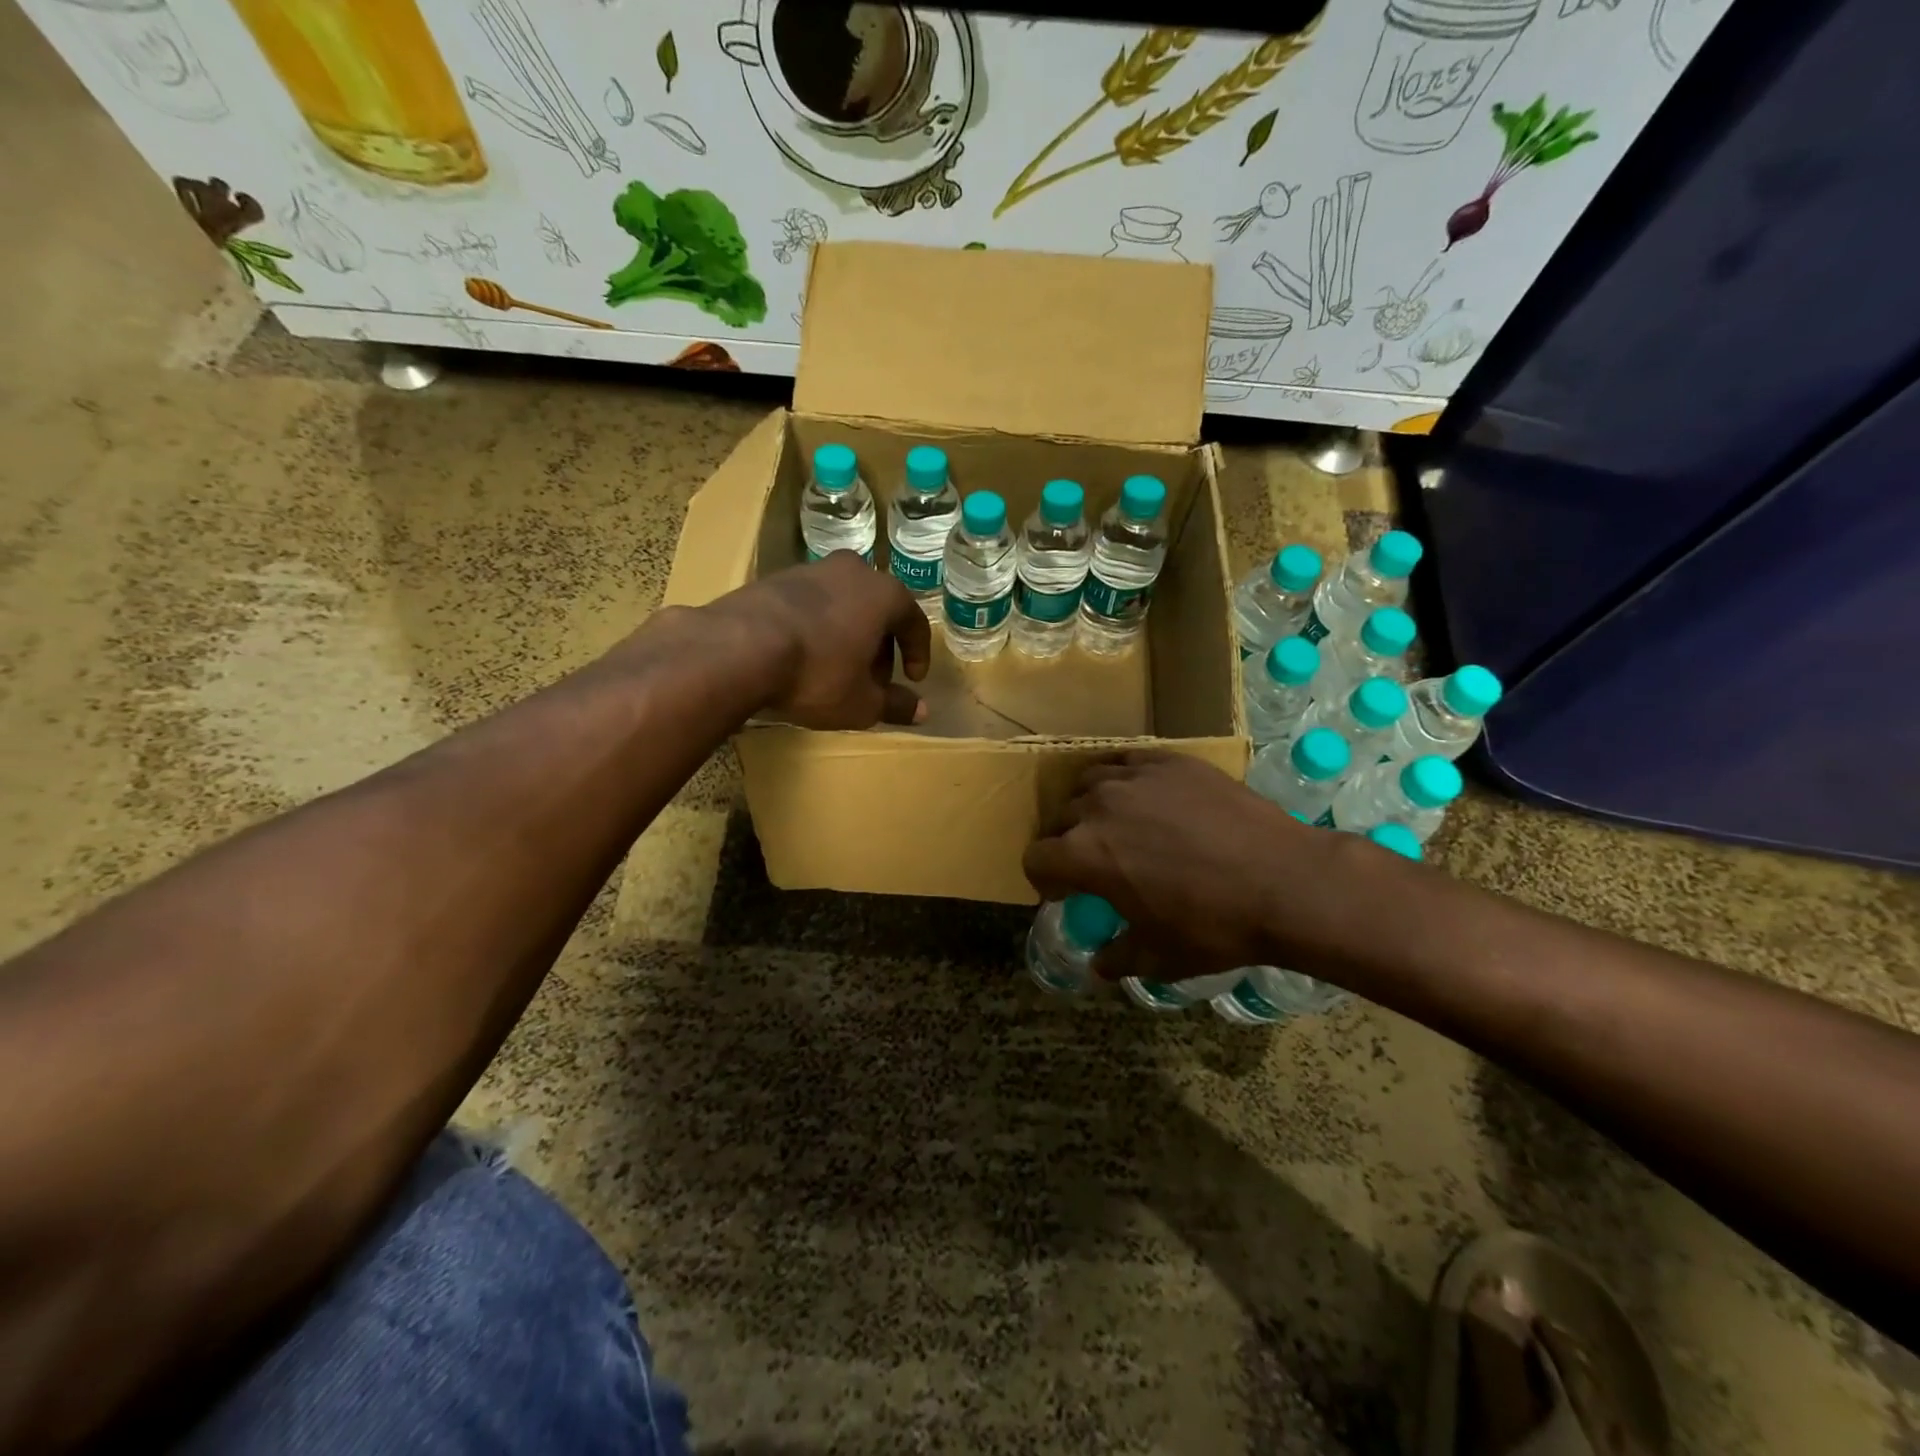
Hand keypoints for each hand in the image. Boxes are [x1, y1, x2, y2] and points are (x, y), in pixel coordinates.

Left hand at [709, 552, 931, 729]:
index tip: (912, 679)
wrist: (739, 648)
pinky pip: (810, 605)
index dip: (918, 653)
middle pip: (877, 609)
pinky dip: (817, 628)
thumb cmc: (817, 673)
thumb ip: (895, 704)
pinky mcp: (774, 579)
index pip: (914, 621)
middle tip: (873, 679)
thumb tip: (921, 711)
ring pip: (843, 604)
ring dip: (848, 635)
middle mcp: (852, 571)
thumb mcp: (862, 703)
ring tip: (837, 669)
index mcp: (884, 594)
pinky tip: (803, 656)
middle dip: (880, 645)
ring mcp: (810, 570)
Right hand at [1023, 750, 1327, 982]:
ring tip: (1116, 822)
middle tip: (1093, 861)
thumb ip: (1117, 959)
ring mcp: (1135, 778)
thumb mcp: (1159, 956)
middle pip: (1060, 818)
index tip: (1063, 892)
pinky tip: (1143, 794)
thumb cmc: (1215, 925)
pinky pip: (1127, 761)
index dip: (1044, 879)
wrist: (1285, 882)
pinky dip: (1123, 778)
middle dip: (1066, 842)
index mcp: (1085, 855)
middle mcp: (1098, 807)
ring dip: (1090, 805)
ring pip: (1088, 782)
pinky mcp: (1169, 761)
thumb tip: (1098, 966)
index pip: (1036, 858)